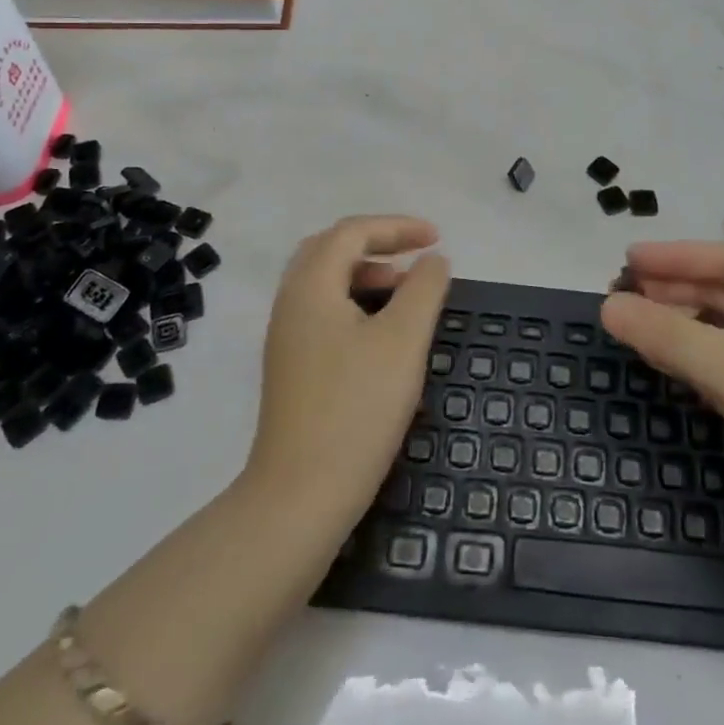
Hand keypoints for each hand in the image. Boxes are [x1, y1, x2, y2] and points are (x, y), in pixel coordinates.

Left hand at [244, 216, 450, 535]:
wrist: (300, 497)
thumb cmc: (356, 408)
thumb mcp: (403, 340)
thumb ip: (424, 289)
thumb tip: (433, 260)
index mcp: (310, 286)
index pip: (352, 232)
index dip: (397, 227)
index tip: (437, 238)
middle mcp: (290, 302)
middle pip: (331, 249)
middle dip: (378, 244)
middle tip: (416, 256)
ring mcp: (286, 336)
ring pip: (326, 281)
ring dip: (366, 273)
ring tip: (405, 291)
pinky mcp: (291, 366)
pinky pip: (323, 310)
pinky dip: (355, 301)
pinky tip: (381, 331)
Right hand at [602, 241, 723, 564]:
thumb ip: (668, 335)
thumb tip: (608, 306)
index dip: (675, 257)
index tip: (627, 260)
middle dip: (673, 292)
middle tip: (620, 294)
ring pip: (723, 332)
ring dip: (679, 326)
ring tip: (632, 324)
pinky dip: (693, 360)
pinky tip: (662, 361)